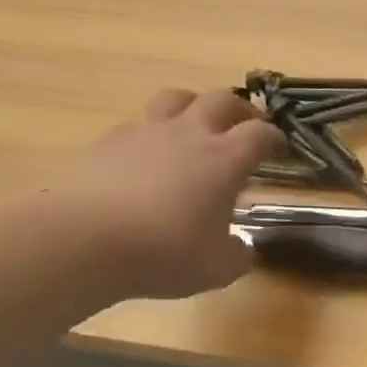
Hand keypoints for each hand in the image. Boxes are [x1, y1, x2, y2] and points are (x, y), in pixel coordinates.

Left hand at [59, 88, 279, 298]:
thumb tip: (242, 246)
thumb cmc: (166, 252)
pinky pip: (139, 125)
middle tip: (244, 126)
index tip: (279, 146)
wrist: (87, 240)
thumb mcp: (218, 268)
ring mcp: (147, 133)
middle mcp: (190, 135)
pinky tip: (149, 158)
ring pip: (176, 98)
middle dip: (240, 110)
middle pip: (221, 100)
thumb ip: (238, 253)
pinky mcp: (110, 142)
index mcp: (225, 159)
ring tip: (196, 127)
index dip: (274, 137)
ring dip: (193, 106)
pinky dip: (153, 134)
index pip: (260, 134)